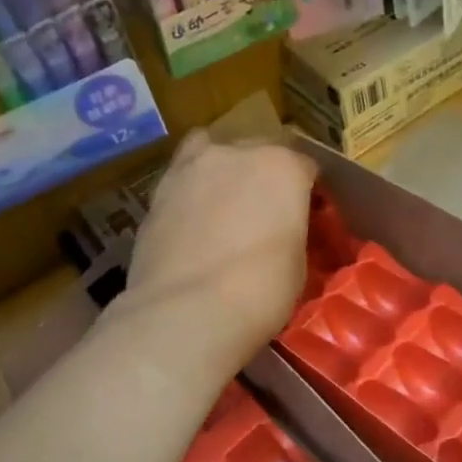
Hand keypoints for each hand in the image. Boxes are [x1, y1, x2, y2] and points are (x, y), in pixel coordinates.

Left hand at [117, 132, 318, 377]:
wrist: (186, 310)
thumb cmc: (259, 290)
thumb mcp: (297, 263)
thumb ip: (290, 232)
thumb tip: (280, 233)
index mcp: (282, 166)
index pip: (304, 166)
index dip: (305, 191)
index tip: (304, 214)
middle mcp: (235, 153)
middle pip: (256, 151)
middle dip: (262, 174)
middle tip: (262, 211)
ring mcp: (190, 168)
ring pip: (209, 152)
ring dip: (220, 170)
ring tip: (220, 204)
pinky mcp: (156, 192)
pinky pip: (181, 180)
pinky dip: (189, 193)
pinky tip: (190, 222)